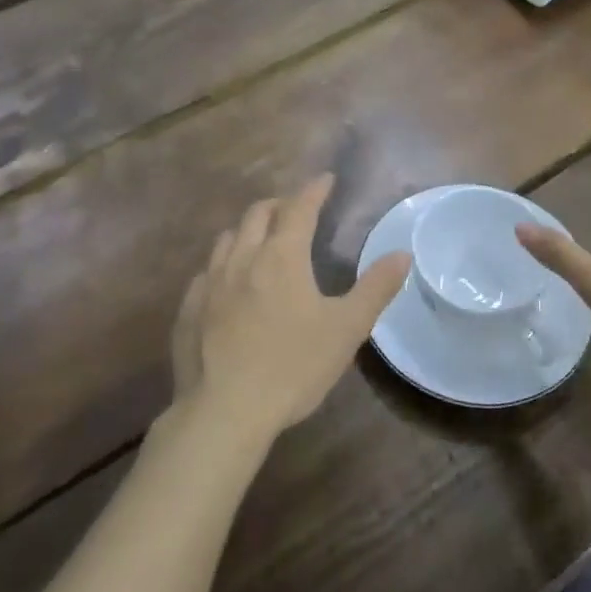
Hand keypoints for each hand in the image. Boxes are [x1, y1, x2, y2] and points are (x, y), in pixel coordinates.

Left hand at [172, 175, 410, 444]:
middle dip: (279, 204)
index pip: (299, 208)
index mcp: (281, 256)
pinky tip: (227, 284)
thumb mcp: (346, 330)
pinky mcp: (188, 309)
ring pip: (227, 239)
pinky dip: (223, 265)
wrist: (224, 412)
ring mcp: (210, 283)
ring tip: (260, 241)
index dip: (314, 190)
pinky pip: (206, 272)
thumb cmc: (293, 366)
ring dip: (247, 230)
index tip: (326, 179)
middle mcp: (242, 258)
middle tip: (295, 210)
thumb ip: (375, 288)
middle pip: (258, 214)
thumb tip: (402, 254)